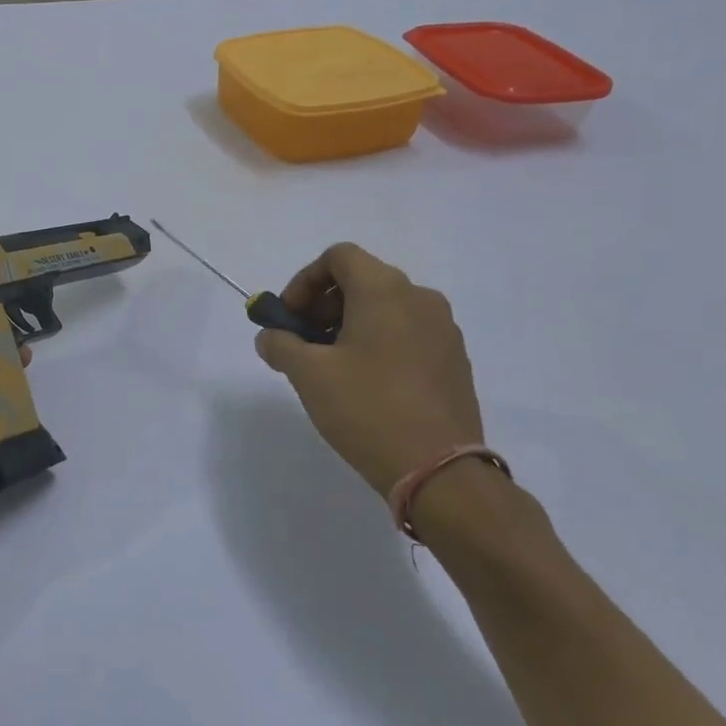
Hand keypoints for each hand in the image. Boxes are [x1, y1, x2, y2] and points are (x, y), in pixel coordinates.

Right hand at [254, 243, 483, 496]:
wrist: (439, 469)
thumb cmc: (367, 408)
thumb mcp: (308, 374)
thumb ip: (280, 344)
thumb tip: (270, 336)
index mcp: (385, 291)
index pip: (339, 257)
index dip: (304, 281)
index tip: (289, 318)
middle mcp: (420, 299)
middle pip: (362, 280)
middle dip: (323, 305)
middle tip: (302, 342)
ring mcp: (443, 330)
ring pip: (385, 308)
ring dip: (349, 324)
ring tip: (330, 366)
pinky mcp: (454, 360)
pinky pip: (407, 333)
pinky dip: (378, 342)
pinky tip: (364, 383)